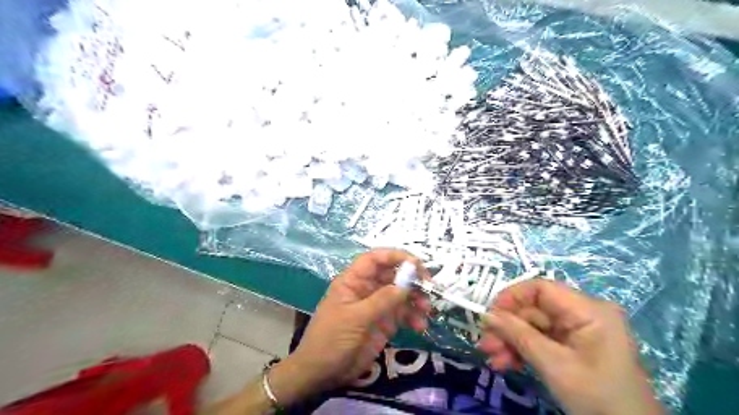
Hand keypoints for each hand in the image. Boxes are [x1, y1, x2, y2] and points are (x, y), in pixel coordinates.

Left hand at [267, 250, 430, 404]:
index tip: (417, 264)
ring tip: (427, 310)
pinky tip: (420, 326)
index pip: (376, 259)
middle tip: (430, 287)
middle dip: (412, 279)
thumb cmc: (332, 339)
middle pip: (393, 274)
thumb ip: (382, 300)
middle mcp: (367, 289)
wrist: (322, 373)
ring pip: (402, 294)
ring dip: (416, 299)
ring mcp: (377, 306)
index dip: (396, 256)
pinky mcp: (385, 323)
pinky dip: (414, 317)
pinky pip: (404, 313)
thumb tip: (406, 284)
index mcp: (354, 280)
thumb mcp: (355, 318)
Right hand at [480, 278, 663, 414]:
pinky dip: (522, 351)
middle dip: (508, 327)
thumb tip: (485, 314)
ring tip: (492, 359)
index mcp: (588, 310)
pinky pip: (541, 340)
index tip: (489, 314)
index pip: (541, 288)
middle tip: (486, 344)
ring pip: (533, 326)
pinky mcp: (572, 347)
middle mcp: (583, 314)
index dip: (511, 297)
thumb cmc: (598, 397)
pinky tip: (506, 364)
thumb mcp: (554, 365)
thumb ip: (518, 335)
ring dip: (511, 341)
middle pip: (534, 310)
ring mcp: (577, 331)